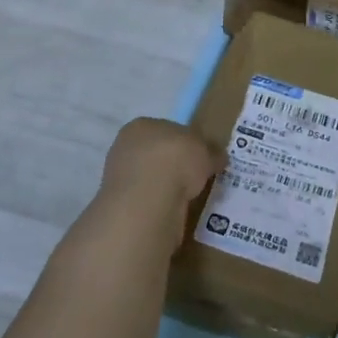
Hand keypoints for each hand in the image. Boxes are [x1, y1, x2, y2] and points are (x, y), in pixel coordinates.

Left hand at [98, 118, 223, 251]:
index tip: (200, 156)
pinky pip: (148, 201)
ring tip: (188, 197)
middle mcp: (125, 148)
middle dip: (174, 166)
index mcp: (141, 126)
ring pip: (151, 179)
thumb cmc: (175, 161)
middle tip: (196, 178)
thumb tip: (218, 158)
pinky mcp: (122, 205)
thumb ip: (211, 152)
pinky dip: (161, 205)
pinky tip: (175, 211)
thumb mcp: (206, 150)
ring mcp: (119, 178)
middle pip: (156, 154)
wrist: (148, 202)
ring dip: (167, 187)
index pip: (166, 130)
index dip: (185, 142)